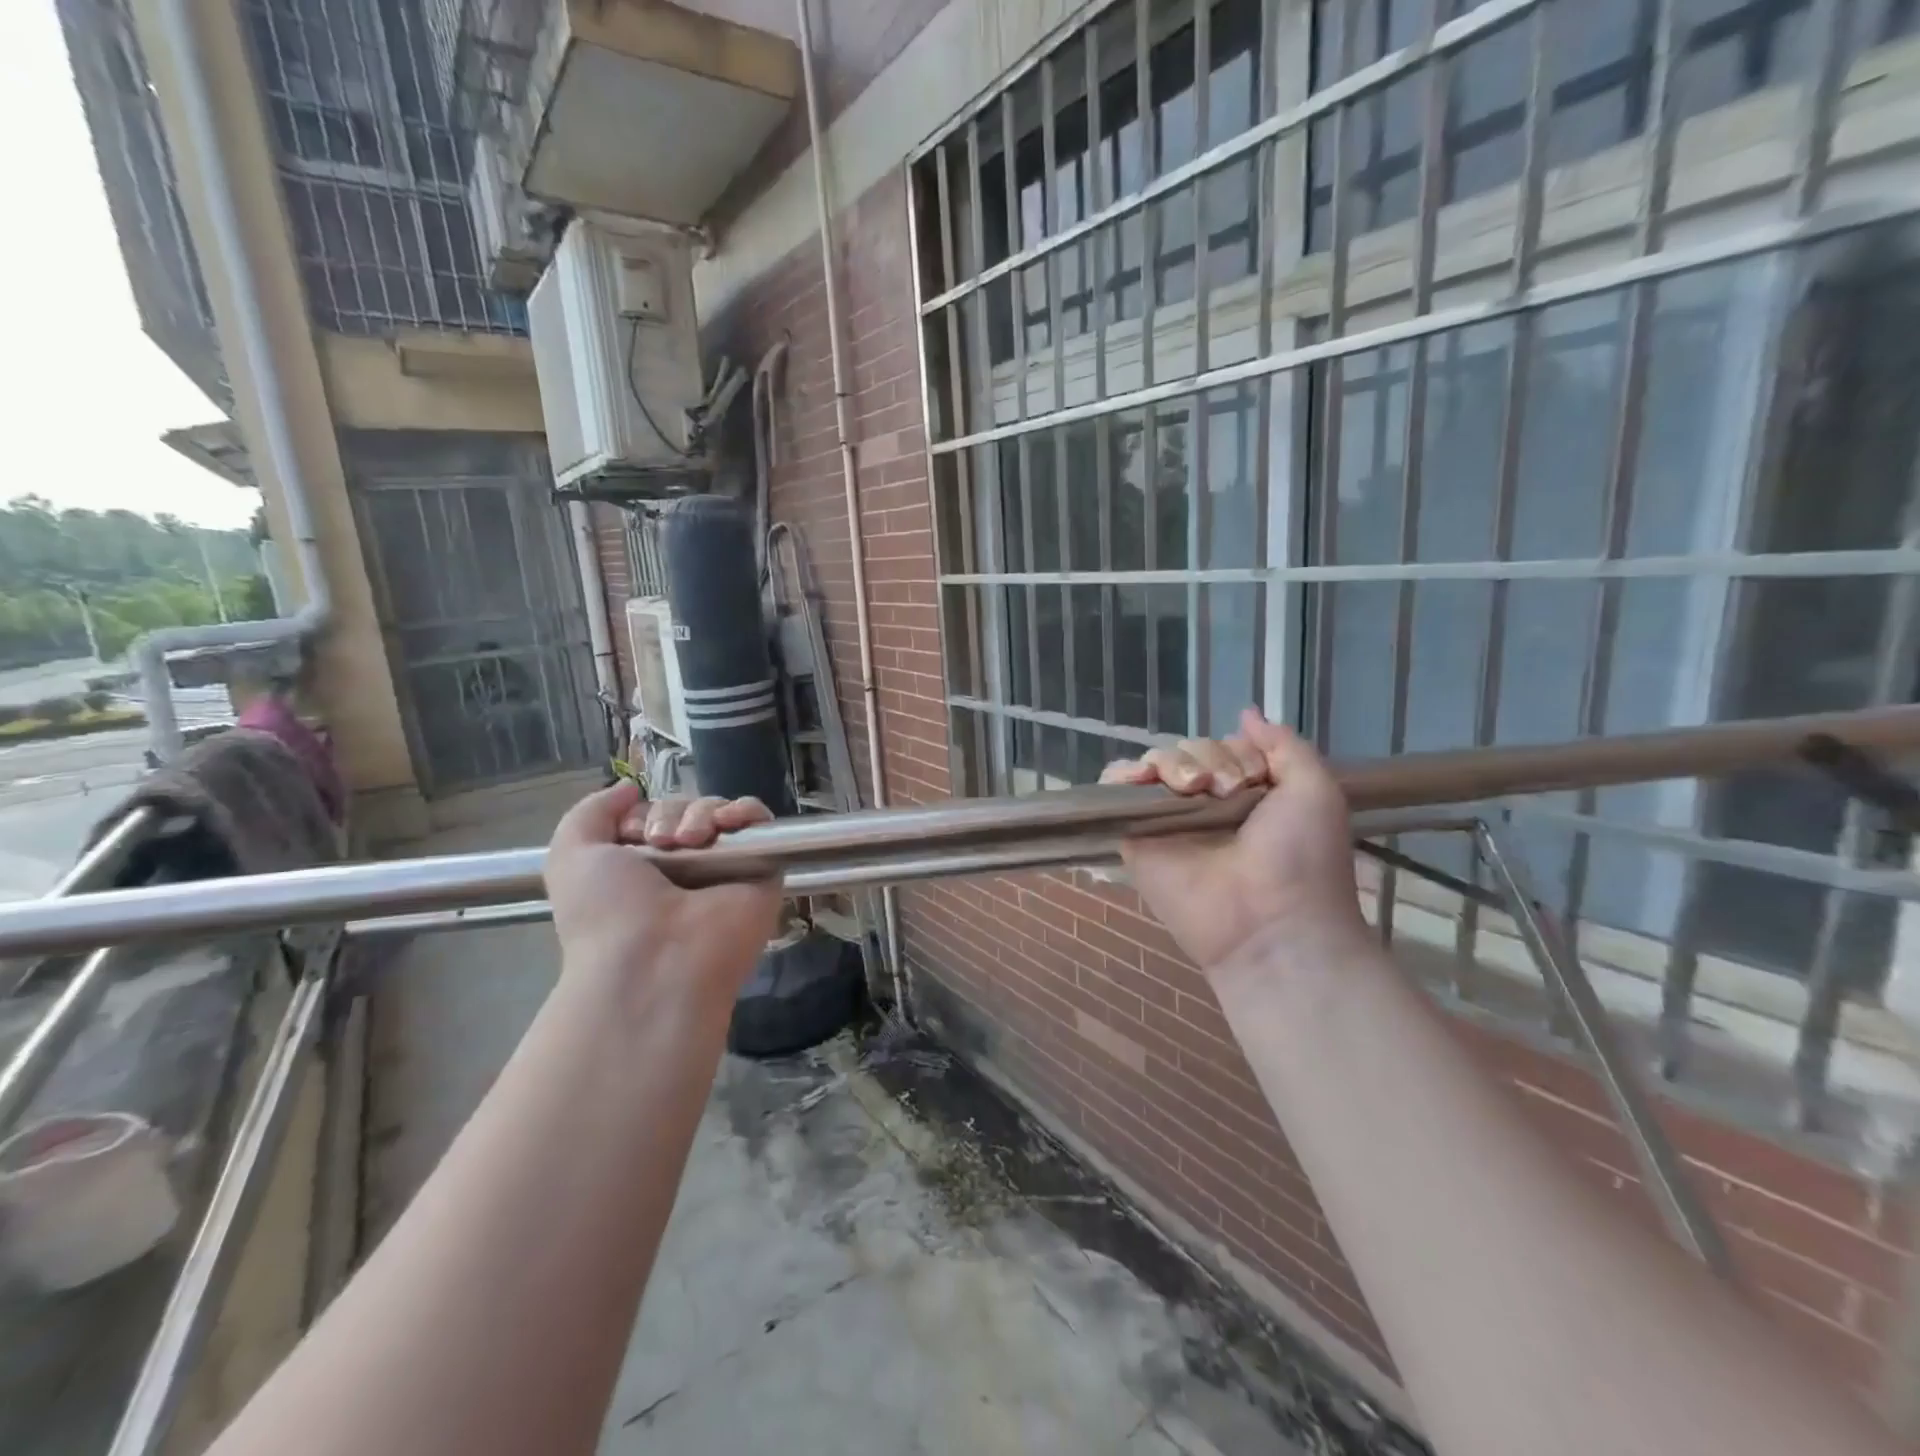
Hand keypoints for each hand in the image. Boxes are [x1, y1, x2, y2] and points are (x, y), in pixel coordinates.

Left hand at [544, 782, 782, 1010]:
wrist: (655, 961)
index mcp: (645, 867)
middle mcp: (688, 868)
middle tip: (665, 841)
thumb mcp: (571, 855)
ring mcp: (727, 869)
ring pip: (723, 812)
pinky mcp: (764, 871)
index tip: (635, 834)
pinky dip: (747, 811)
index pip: (657, 815)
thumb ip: (591, 812)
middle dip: (673, 813)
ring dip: (704, 813)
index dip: (646, 814)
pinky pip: (761, 823)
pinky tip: (729, 823)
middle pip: (691, 810)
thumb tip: (630, 788)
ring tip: (693, 841)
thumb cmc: (607, 913)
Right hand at [1100, 708, 1365, 974]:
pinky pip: (1117, 792)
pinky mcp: (1137, 837)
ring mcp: (1168, 820)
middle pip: (1187, 750)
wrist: (1272, 922)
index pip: (1223, 745)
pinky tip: (1139, 778)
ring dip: (1173, 763)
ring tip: (1192, 790)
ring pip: (1155, 763)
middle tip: (1227, 792)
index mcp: (1245, 792)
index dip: (1236, 751)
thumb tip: (1246, 712)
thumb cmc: (1302, 857)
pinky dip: (1121, 774)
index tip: (1254, 779)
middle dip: (1208, 758)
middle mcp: (1205, 803)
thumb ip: (1284, 745)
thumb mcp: (1315, 789)